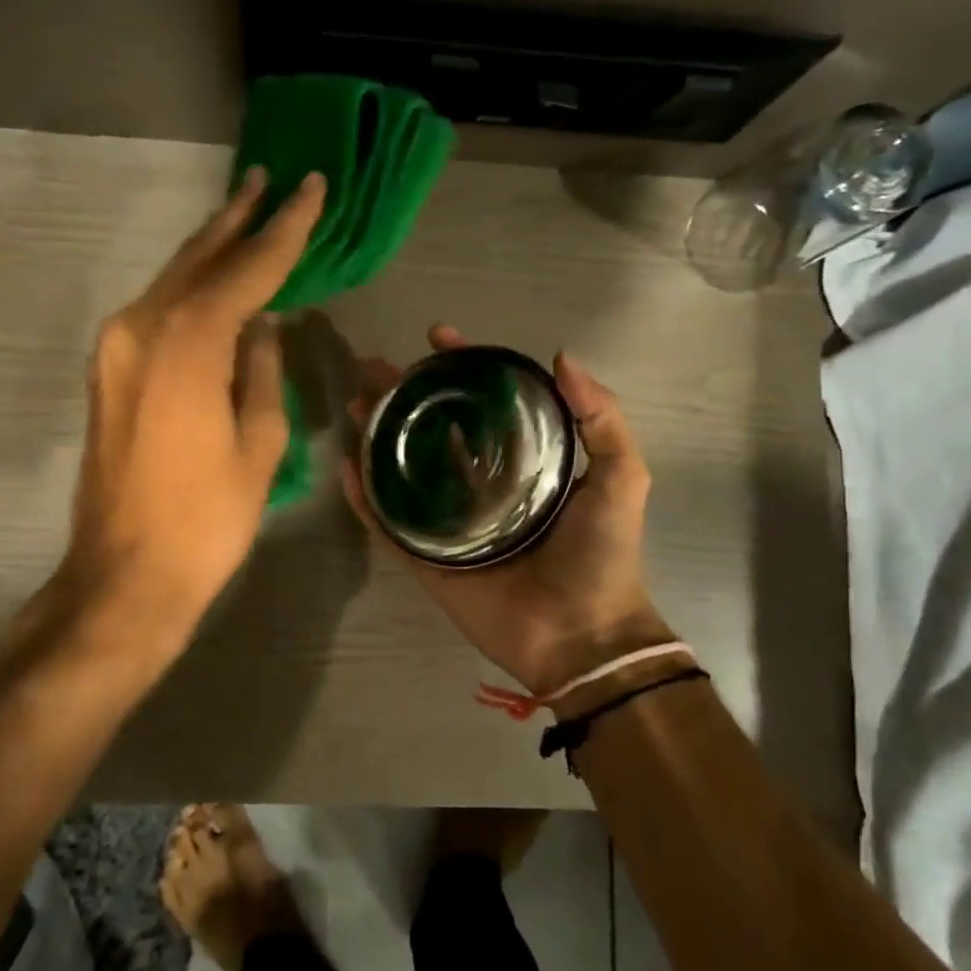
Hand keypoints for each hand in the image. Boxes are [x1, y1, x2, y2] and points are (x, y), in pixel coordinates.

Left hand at [57, 167, 325, 631]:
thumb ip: (262, 370)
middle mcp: (142, 327)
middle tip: (270, 180)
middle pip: (199, 259)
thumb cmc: (207, 517)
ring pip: (172, 280)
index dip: (285, 229)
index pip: (248, 268)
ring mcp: (116, 348)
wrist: (125, 574)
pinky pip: (155, 310)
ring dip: (210, 248)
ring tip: (244, 214)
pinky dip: (188, 286)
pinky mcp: (107, 371)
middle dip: (238, 219)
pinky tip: (211, 279)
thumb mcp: (258, 442)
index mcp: (188, 341)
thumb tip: (263, 325)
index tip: (311, 188)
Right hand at [340, 326, 674, 696]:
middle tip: (373, 369)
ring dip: (378, 434)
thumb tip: (561, 357)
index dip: (462, 365)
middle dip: (404, 395)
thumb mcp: (622, 478)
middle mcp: (481, 481)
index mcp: (524, 459)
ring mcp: (449, 519)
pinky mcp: (426, 556)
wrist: (581, 634)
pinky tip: (348, 465)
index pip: (485, 401)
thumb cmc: (601, 555)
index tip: (437, 336)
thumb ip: (602, 418)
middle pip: (434, 427)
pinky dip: (365, 496)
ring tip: (355, 406)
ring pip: (404, 468)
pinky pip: (388, 521)